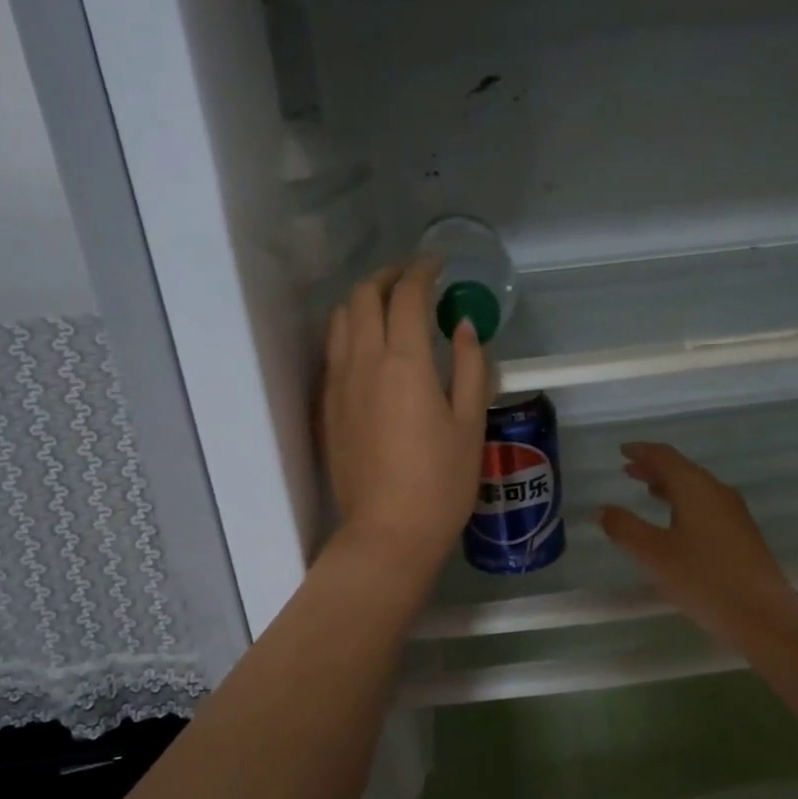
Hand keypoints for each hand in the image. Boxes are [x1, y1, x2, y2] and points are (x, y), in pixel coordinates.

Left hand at [322, 259, 489, 577]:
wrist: (388, 533)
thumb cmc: (441, 482)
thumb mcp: (471, 423)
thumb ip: (471, 367)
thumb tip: (463, 326)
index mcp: (404, 363)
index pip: (406, 296)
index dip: (422, 272)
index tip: (437, 265)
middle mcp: (362, 362)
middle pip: (362, 297)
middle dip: (387, 277)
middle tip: (412, 279)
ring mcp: (337, 384)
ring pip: (340, 320)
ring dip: (362, 301)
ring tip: (388, 308)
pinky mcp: (326, 407)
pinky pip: (332, 351)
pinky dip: (349, 331)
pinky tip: (369, 348)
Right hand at [600, 442, 797, 637]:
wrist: (762, 614)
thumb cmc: (702, 578)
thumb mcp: (653, 554)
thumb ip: (625, 528)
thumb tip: (602, 510)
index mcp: (695, 487)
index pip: (665, 456)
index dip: (642, 451)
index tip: (622, 451)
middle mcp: (717, 491)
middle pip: (682, 469)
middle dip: (654, 468)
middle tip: (629, 470)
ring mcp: (734, 512)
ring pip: (696, 488)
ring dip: (670, 486)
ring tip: (648, 492)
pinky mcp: (742, 534)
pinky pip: (707, 505)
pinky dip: (685, 503)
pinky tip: (677, 524)